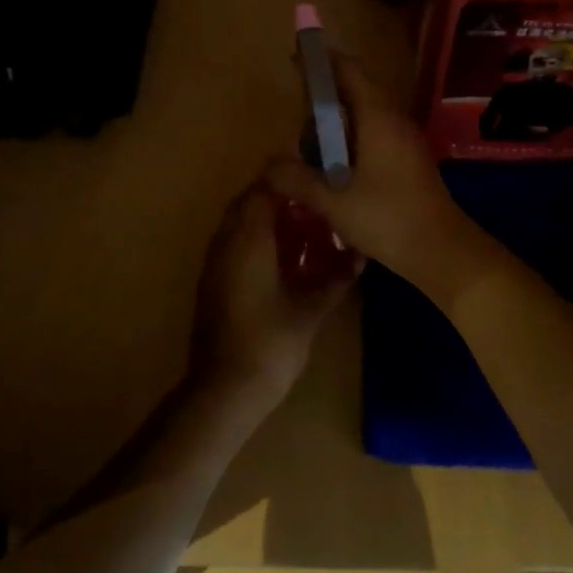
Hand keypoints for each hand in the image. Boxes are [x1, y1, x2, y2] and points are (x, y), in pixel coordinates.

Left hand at [189, 180, 358, 405]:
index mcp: (248, 240)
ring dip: (264, 222)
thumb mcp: (311, 310)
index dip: (289, 183)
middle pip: (247, 204)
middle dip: (278, 201)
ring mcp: (214, 264)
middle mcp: (226, 243)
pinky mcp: (211, 284)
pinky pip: (232, 247)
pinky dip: (254, 243)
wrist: (224, 389)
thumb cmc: (271, 343)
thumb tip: (360, 259)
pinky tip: (281, 262)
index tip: (317, 186)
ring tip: (302, 232)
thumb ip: (336, 280)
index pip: (262, 189)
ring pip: (237, 225)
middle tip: (313, 210)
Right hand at [263, 54, 477, 284]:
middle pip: (357, 91)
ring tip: (310, 145)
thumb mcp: (333, 202)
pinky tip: (335, 168)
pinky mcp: (409, 161)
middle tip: (295, 114)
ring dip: (339, 122)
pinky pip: (376, 135)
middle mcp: (394, 120)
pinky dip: (352, 141)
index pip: (349, 71)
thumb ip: (298, 180)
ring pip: (367, 116)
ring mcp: (406, 141)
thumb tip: (268, 165)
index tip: (296, 59)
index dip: (322, 61)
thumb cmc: (387, 219)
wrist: (442, 250)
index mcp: (377, 118)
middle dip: (325, 96)